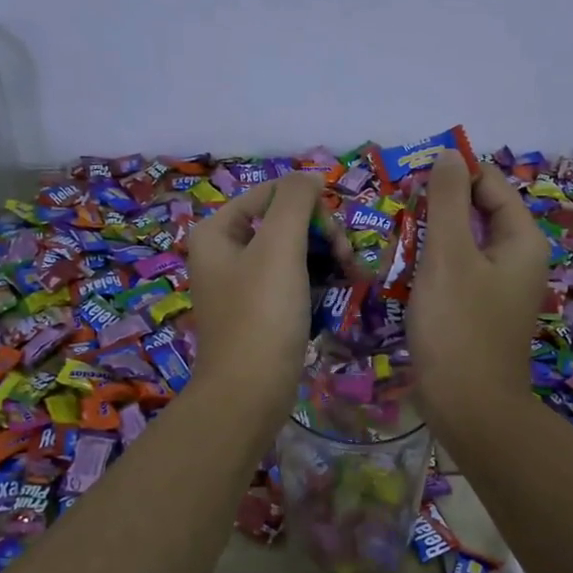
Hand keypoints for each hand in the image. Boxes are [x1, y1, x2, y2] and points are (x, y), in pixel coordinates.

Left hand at [184, 171, 322, 431]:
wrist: (249, 394)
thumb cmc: (262, 315)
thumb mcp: (279, 247)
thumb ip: (295, 201)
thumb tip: (310, 177)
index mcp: (217, 231)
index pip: (272, 193)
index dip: (310, 206)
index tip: (336, 235)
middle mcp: (224, 253)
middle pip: (284, 222)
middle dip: (321, 235)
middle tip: (348, 260)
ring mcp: (242, 285)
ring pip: (293, 252)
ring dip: (326, 258)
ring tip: (354, 277)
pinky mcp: (260, 312)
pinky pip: (293, 281)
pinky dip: (317, 281)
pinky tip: (343, 291)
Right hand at [409, 148, 549, 426]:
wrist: (469, 408)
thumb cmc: (459, 327)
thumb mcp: (448, 255)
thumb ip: (447, 200)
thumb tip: (449, 154)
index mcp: (521, 240)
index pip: (490, 184)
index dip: (453, 173)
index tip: (409, 178)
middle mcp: (517, 260)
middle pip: (476, 213)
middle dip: (436, 206)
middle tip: (394, 210)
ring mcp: (498, 288)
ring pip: (462, 244)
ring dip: (429, 237)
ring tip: (392, 238)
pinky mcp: (478, 311)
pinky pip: (456, 273)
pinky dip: (431, 266)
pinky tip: (402, 272)